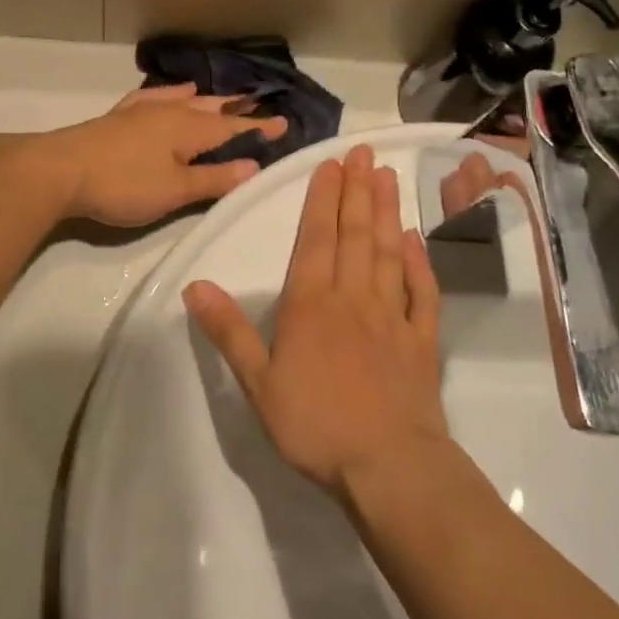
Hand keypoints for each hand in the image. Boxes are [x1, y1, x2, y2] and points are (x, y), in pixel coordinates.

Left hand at [48, 85, 286, 227]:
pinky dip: (171, 93)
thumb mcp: (175, 191)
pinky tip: (175, 91)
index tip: (284, 123)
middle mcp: (171, 112)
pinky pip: (155, 98)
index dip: (258, 128)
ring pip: (185, 100)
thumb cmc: (124, 184)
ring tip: (224, 97)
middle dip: (236, 110)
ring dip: (208, 100)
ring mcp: (143, 111)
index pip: (233, 127)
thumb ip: (215, 178)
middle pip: (211, 108)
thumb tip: (253, 166)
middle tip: (259, 106)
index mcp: (189, 129)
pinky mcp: (120, 116)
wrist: (61, 170)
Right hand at [184, 144, 445, 497]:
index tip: (330, 164)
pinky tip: (414, 238)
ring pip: (388, 252)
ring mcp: (392, 316)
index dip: (322, 199)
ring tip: (387, 176)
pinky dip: (419, 261)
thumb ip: (229, 331)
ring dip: (386, 211)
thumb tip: (195, 285)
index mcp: (311, 306)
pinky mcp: (422, 340)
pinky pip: (423, 291)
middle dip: (357, 190)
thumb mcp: (258, 383)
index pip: (315, 240)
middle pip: (354, 235)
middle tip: (364, 151)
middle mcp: (353, 299)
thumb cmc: (315, 426)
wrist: (388, 466)